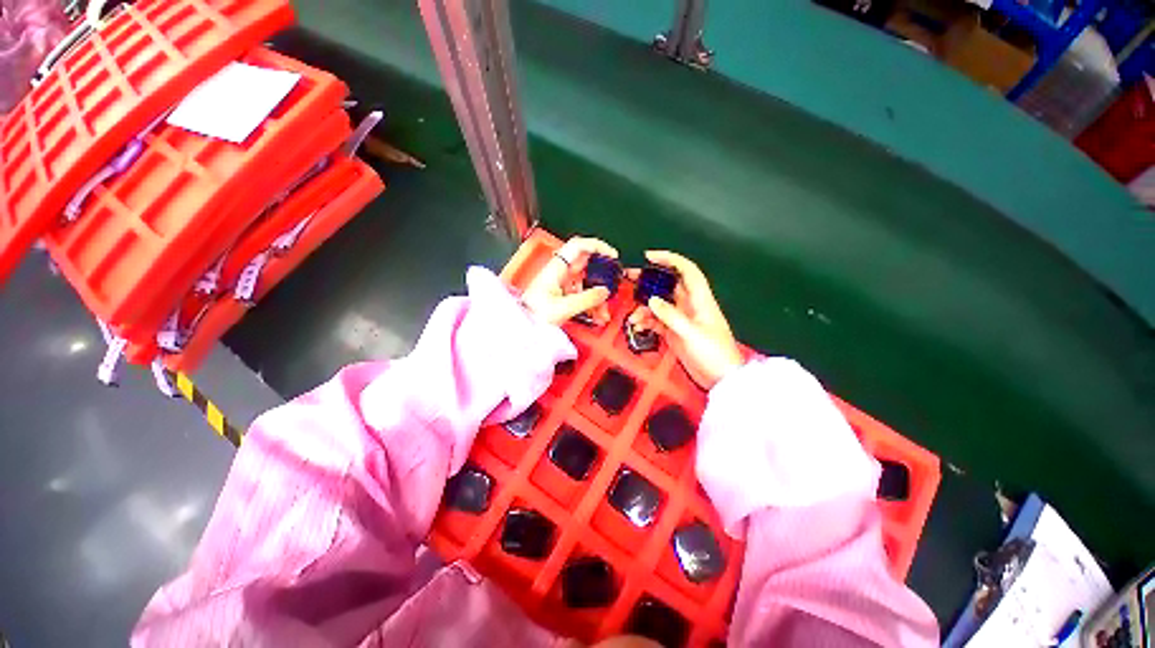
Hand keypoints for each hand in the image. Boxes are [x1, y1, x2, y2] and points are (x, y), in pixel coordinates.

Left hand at [522, 236, 617, 325]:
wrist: (522, 326)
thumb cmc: (534, 314)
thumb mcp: (563, 308)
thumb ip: (587, 299)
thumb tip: (604, 291)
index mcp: (556, 269)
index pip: (578, 246)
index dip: (596, 246)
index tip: (611, 255)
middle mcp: (560, 272)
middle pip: (587, 266)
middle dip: (602, 278)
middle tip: (611, 287)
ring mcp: (562, 283)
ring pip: (587, 283)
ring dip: (597, 296)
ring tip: (602, 312)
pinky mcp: (563, 294)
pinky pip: (582, 294)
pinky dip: (591, 303)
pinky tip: (596, 315)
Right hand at [643, 251, 743, 389]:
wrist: (720, 379)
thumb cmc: (713, 353)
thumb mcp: (691, 333)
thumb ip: (671, 315)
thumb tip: (652, 300)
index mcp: (700, 299)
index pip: (686, 270)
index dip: (670, 259)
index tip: (649, 256)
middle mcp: (689, 305)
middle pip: (668, 285)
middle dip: (649, 281)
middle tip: (630, 278)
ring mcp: (680, 318)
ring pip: (659, 304)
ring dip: (644, 307)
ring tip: (633, 316)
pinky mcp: (674, 331)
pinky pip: (656, 320)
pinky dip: (646, 321)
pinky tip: (638, 326)